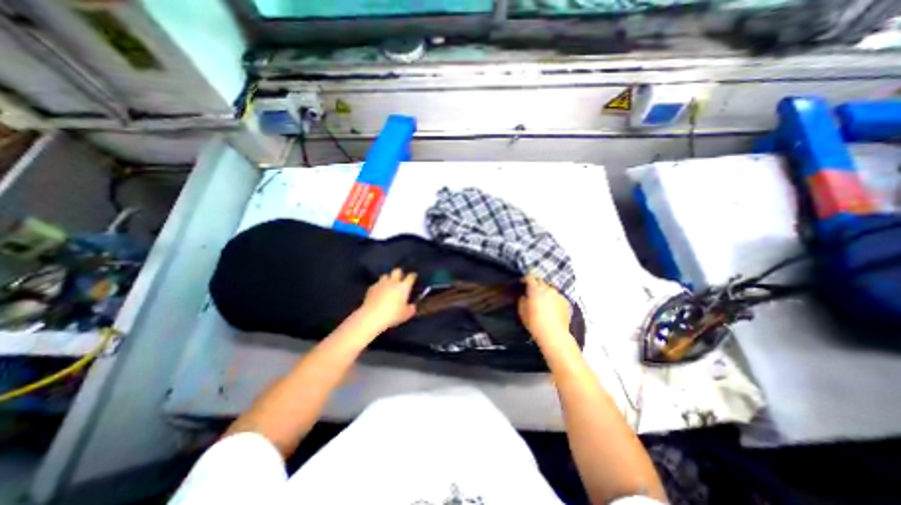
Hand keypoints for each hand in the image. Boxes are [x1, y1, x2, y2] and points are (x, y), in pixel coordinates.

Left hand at [355, 269, 418, 335]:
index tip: (414, 277)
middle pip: (397, 271)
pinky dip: (379, 287)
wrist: (372, 316)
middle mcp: (393, 282)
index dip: (413, 276)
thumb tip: (412, 306)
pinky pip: (377, 284)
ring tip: (389, 285)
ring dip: (388, 279)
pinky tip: (379, 293)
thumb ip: (411, 308)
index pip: (411, 277)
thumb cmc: (392, 315)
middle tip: (401, 279)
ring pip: (385, 275)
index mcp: (403, 287)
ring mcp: (381, 284)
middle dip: (400, 273)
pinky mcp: (371, 288)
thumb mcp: (406, 314)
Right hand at [517, 273, 573, 341]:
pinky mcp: (566, 302)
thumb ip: (522, 300)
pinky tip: (552, 307)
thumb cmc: (534, 322)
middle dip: (536, 284)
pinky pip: (558, 296)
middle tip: (532, 292)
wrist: (554, 334)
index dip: (526, 278)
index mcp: (535, 289)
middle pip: (541, 281)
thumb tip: (524, 296)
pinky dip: (554, 298)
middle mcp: (547, 289)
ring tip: (543, 299)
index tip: (523, 282)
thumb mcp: (522, 312)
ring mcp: (558, 295)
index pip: (530, 277)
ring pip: (550, 288)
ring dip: (546, 291)